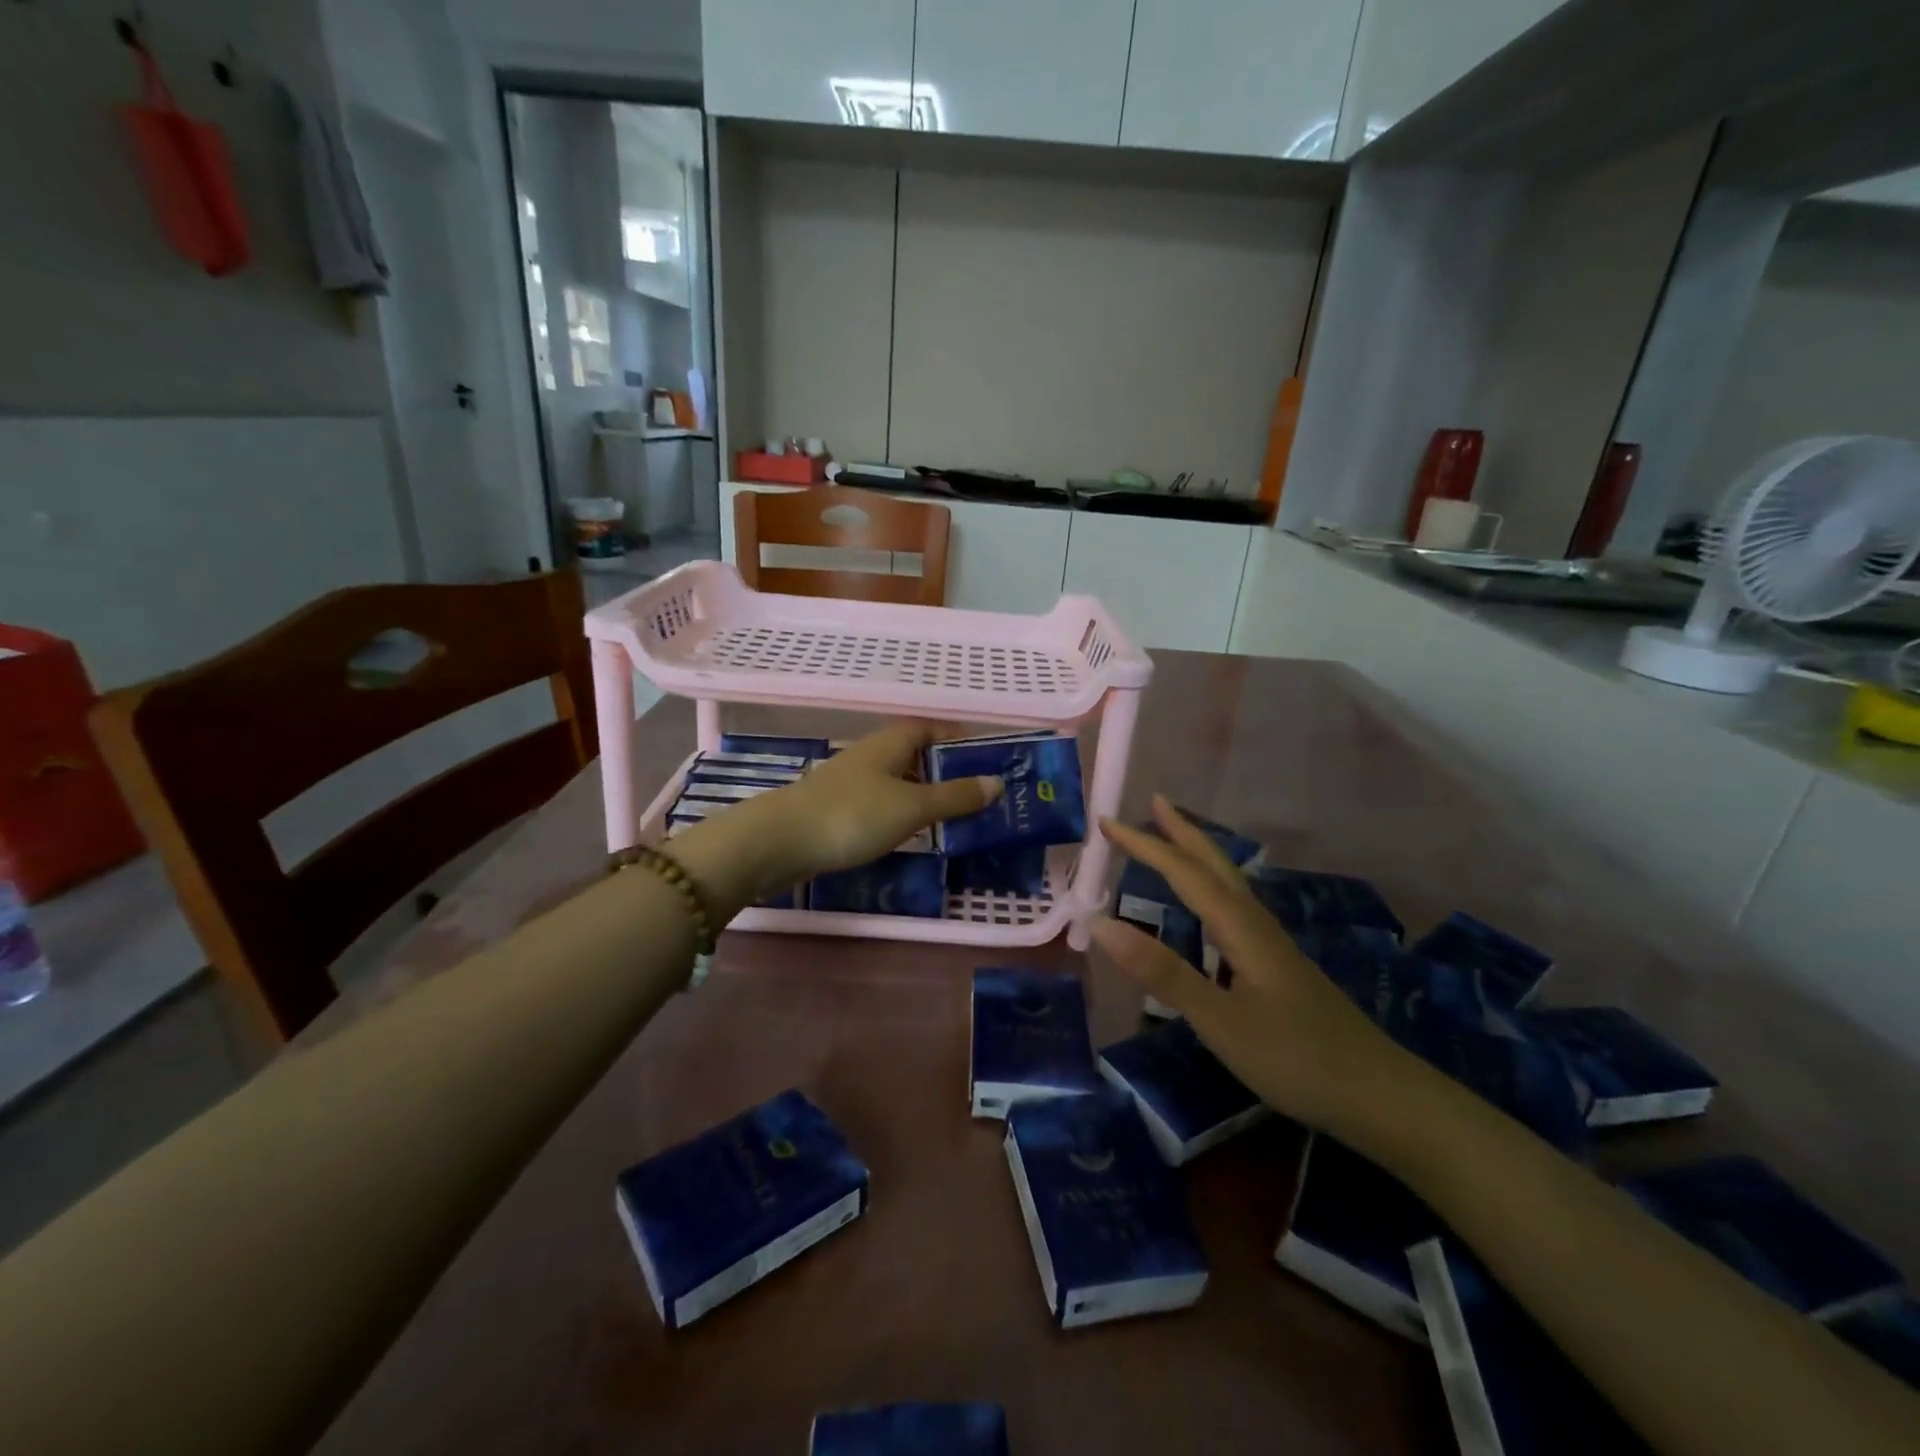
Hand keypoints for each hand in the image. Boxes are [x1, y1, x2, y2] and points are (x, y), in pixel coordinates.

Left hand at [670, 723, 1001, 919]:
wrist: (780, 842)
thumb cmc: (853, 815)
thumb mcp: (912, 807)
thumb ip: (954, 796)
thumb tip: (997, 782)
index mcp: (890, 742)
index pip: (930, 727)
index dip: (957, 738)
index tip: (985, 757)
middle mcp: (870, 754)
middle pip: (915, 753)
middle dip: (944, 770)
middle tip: (977, 794)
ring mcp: (850, 781)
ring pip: (897, 780)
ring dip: (923, 793)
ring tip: (952, 817)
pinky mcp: (836, 808)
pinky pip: (880, 803)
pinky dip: (900, 813)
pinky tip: (909, 834)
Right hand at [1092, 798, 1428, 1143]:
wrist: (1381, 1096)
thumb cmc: (1296, 1058)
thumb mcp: (1220, 1021)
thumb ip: (1163, 972)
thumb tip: (1102, 923)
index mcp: (1239, 927)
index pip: (1184, 873)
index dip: (1144, 845)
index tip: (1106, 823)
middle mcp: (1256, 924)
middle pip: (1215, 864)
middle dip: (1181, 831)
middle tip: (1152, 803)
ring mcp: (1272, 945)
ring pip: (1228, 883)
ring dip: (1198, 855)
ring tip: (1174, 841)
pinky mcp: (1279, 966)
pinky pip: (1235, 905)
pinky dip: (1211, 886)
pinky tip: (1210, 908)